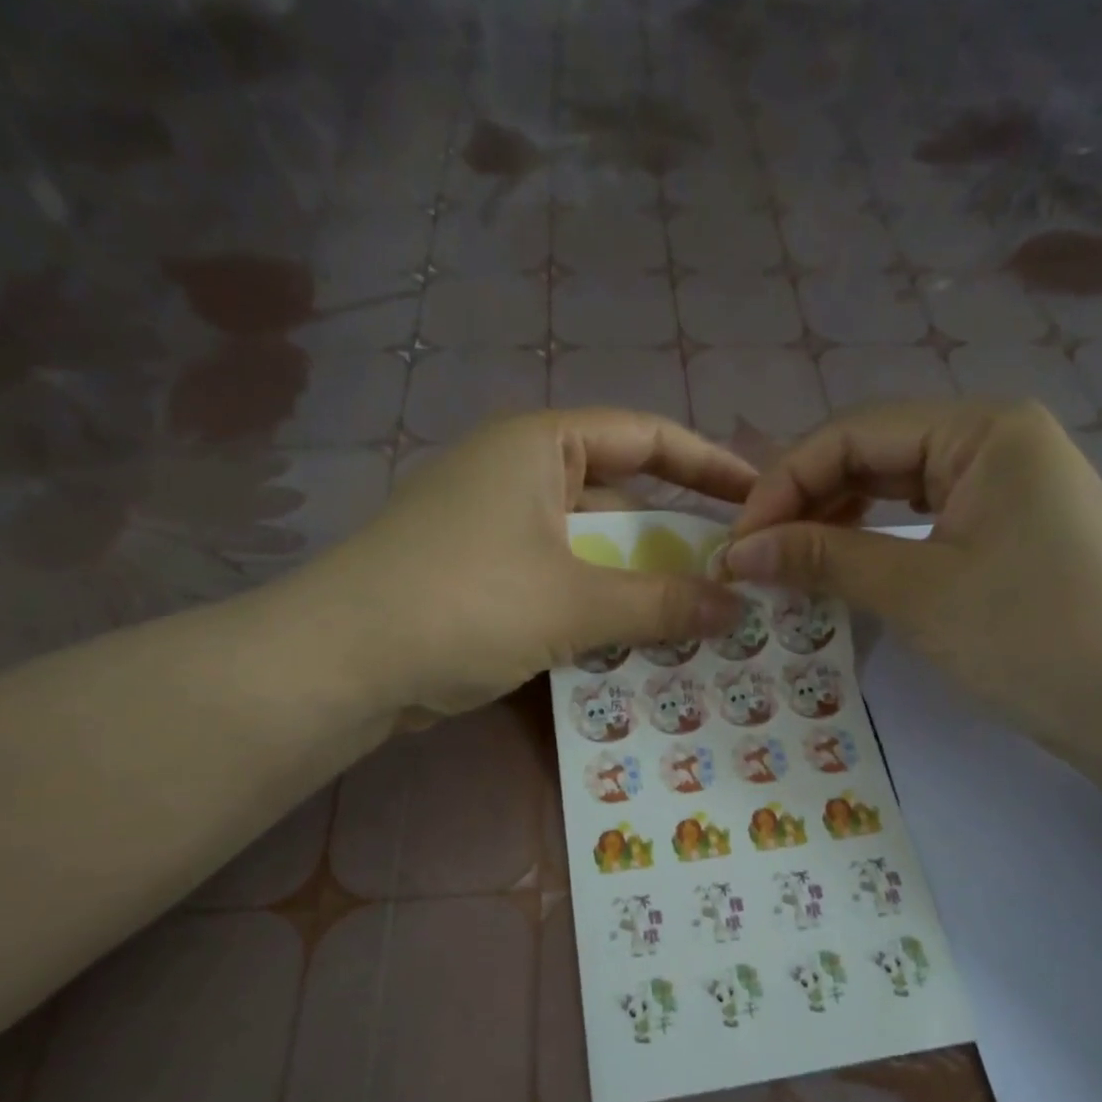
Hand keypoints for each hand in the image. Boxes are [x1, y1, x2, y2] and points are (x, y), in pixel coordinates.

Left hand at [300, 409, 750, 718]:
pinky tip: (634, 646)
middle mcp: (519, 475)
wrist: (340, 664)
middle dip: (676, 540)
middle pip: (621, 498)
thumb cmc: (464, 604)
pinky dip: (598, 610)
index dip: (710, 465)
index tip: (760, 497)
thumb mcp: (575, 603)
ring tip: (697, 622)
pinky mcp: (483, 579)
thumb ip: (662, 603)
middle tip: (734, 581)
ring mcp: (496, 529)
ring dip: (638, 586)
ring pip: (591, 551)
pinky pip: (561, 584)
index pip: (648, 437)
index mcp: (539, 446)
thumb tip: (737, 607)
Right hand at [720, 400, 1101, 759]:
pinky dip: (877, 541)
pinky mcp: (1011, 530)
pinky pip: (925, 520)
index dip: (783, 485)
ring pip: (897, 488)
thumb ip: (824, 558)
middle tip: (754, 555)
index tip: (737, 544)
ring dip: (837, 521)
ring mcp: (1008, 486)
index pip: (853, 434)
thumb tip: (739, 550)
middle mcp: (996, 440)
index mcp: (982, 428)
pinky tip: (844, 565)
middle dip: (806, 501)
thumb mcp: (918, 592)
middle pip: (874, 454)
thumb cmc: (1033, 637)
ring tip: (787, 561)